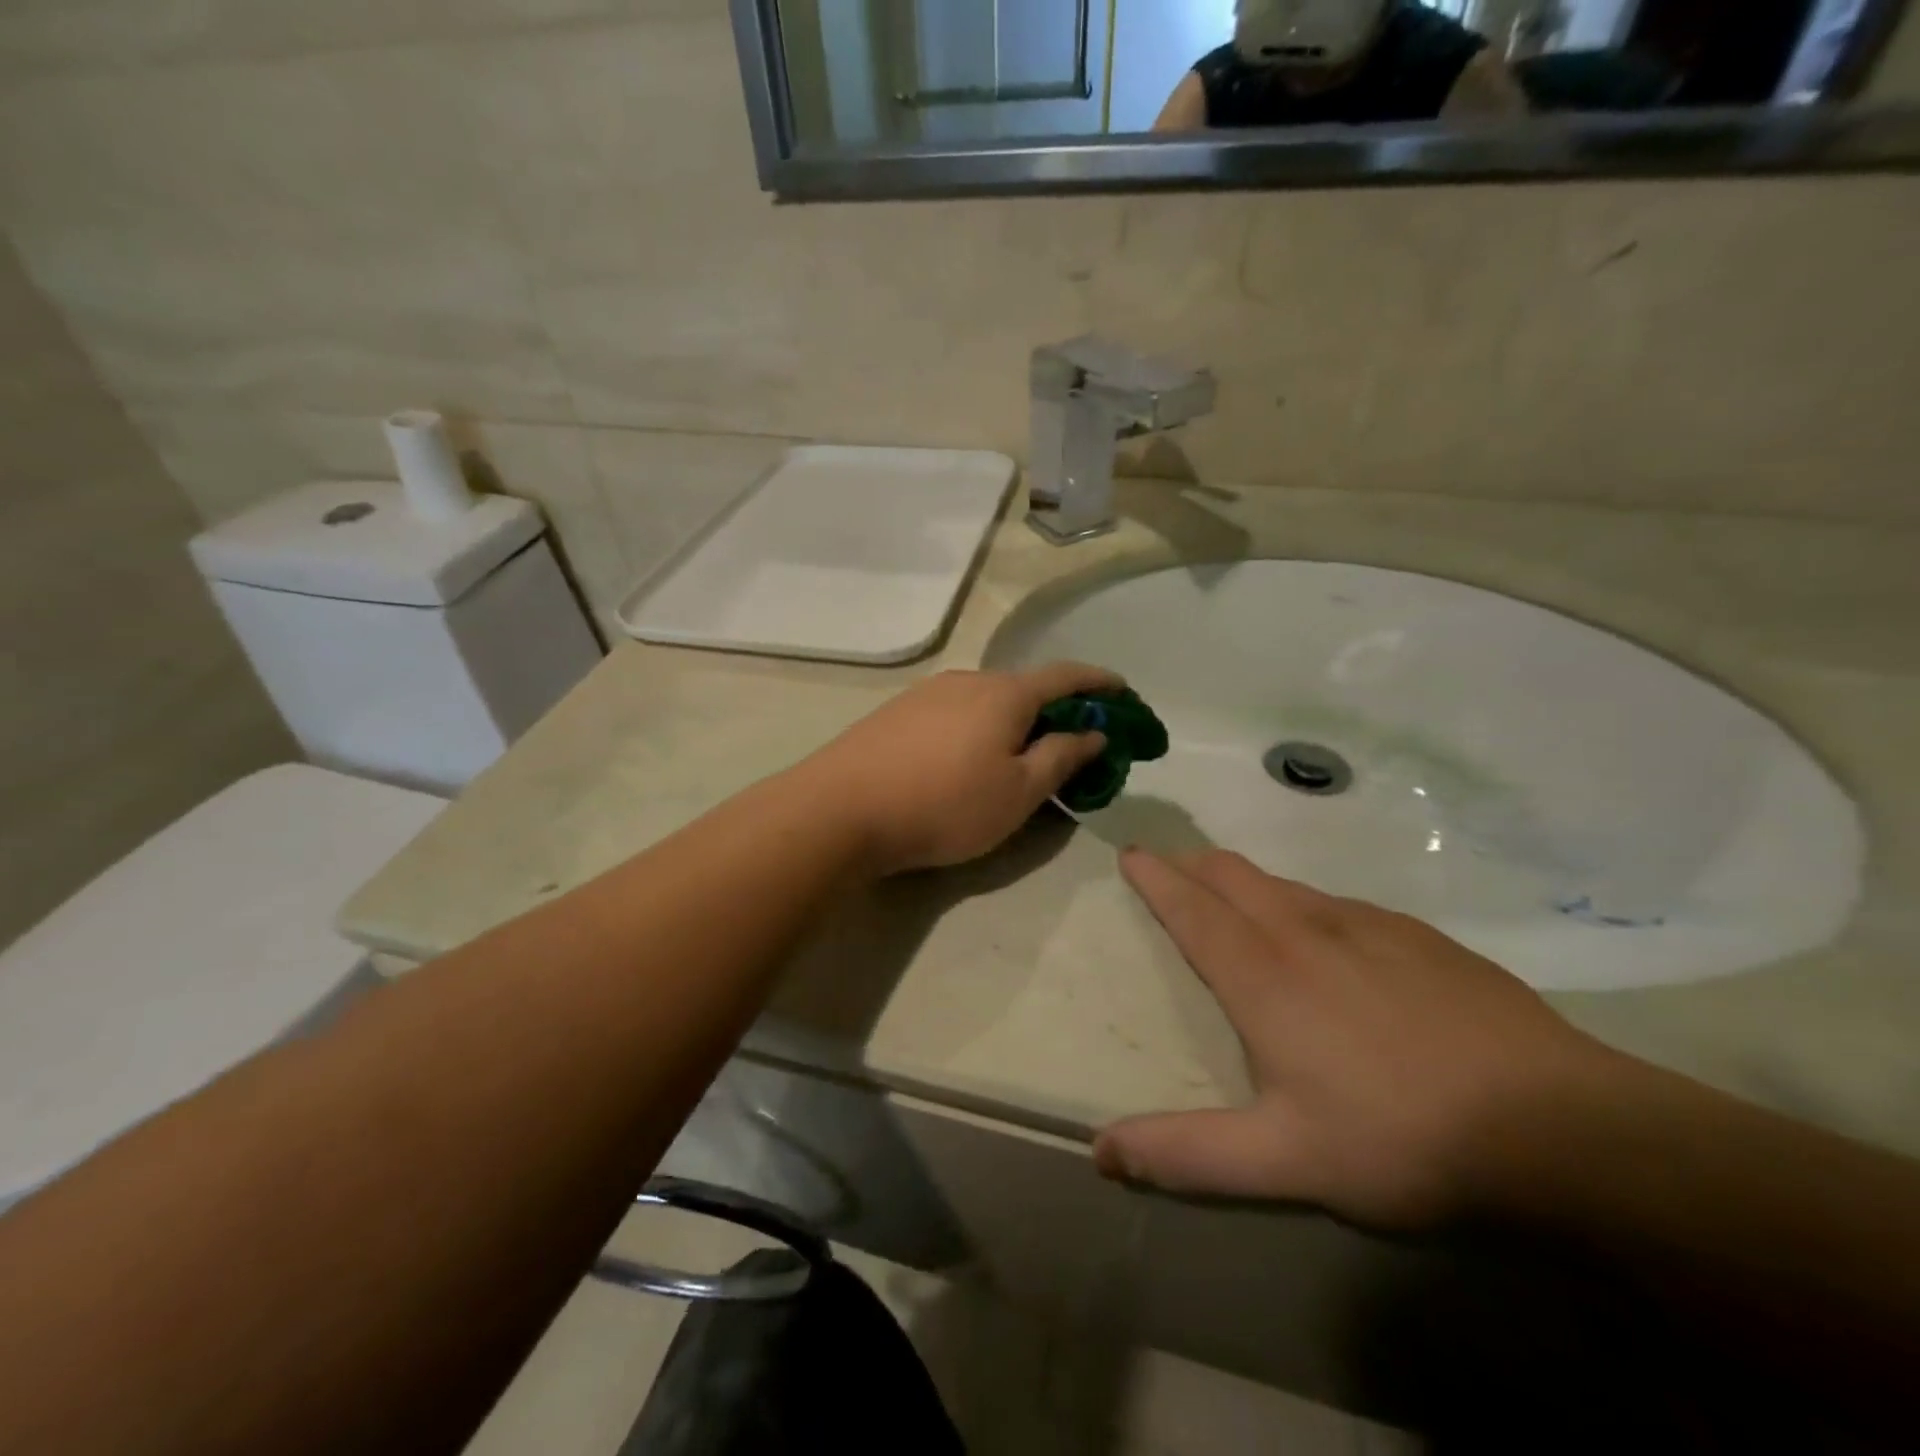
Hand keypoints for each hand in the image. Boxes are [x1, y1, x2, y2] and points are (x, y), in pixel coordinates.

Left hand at [806, 662, 1124, 876]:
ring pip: (987, 700)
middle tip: (1074, 740)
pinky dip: (980, 727)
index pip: (1065, 675)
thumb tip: (1092, 731)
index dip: (1100, 681)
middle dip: (1057, 708)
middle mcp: (967, 680)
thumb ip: (1061, 757)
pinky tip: (969, 756)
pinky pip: (955, 712)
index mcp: (1005, 694)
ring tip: (1022, 753)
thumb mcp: (1018, 792)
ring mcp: (926, 693)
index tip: (1124, 691)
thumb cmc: (944, 804)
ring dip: (1015, 720)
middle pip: (1024, 687)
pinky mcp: (896, 713)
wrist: (841, 810)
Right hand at [1094, 849, 1616, 1228]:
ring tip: (1236, 902)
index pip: (1191, 906)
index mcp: (1262, 973)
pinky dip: (1305, 905)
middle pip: (1232, 874)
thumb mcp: (1284, 1161)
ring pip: (1285, 884)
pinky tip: (1329, 941)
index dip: (1155, 876)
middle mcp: (1305, 930)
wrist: (1560, 1127)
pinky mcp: (1419, 936)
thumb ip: (1186, 1153)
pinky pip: (1338, 904)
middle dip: (1193, 864)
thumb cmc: (1401, 1138)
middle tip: (1171, 870)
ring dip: (1246, 883)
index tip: (1131, 854)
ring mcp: (1367, 925)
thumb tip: (1100, 1151)